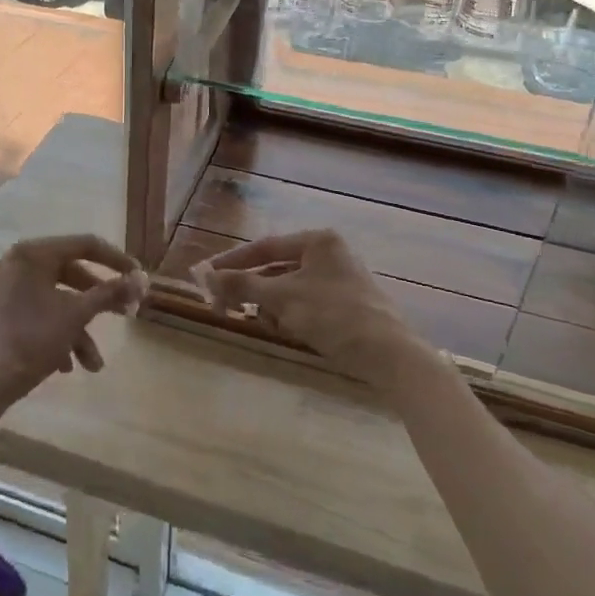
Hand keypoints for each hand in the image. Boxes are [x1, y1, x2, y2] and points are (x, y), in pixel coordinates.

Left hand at [0, 235, 145, 413]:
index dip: (116, 260)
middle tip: (125, 314)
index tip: (138, 277)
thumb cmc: (30, 340)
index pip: (85, 245)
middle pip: (71, 274)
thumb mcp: (76, 316)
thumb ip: (109, 293)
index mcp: (32, 254)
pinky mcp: (1, 312)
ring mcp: (6, 288)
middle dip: (99, 302)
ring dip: (79, 329)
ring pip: (56, 300)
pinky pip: (39, 313)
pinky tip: (67, 365)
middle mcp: (17, 263)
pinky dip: (57, 334)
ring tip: (94, 364)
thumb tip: (141, 279)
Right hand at [194, 229, 430, 391]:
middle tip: (224, 306)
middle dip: (251, 289)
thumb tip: (205, 275)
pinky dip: (290, 315)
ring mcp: (339, 279)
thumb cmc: (334, 315)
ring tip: (261, 322)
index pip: (264, 246)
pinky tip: (285, 330)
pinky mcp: (345, 304)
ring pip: (289, 288)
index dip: (232, 262)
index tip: (206, 276)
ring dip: (270, 305)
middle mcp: (329, 253)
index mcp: (317, 241)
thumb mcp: (282, 298)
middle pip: (275, 268)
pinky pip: (305, 303)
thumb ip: (242, 284)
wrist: (389, 354)